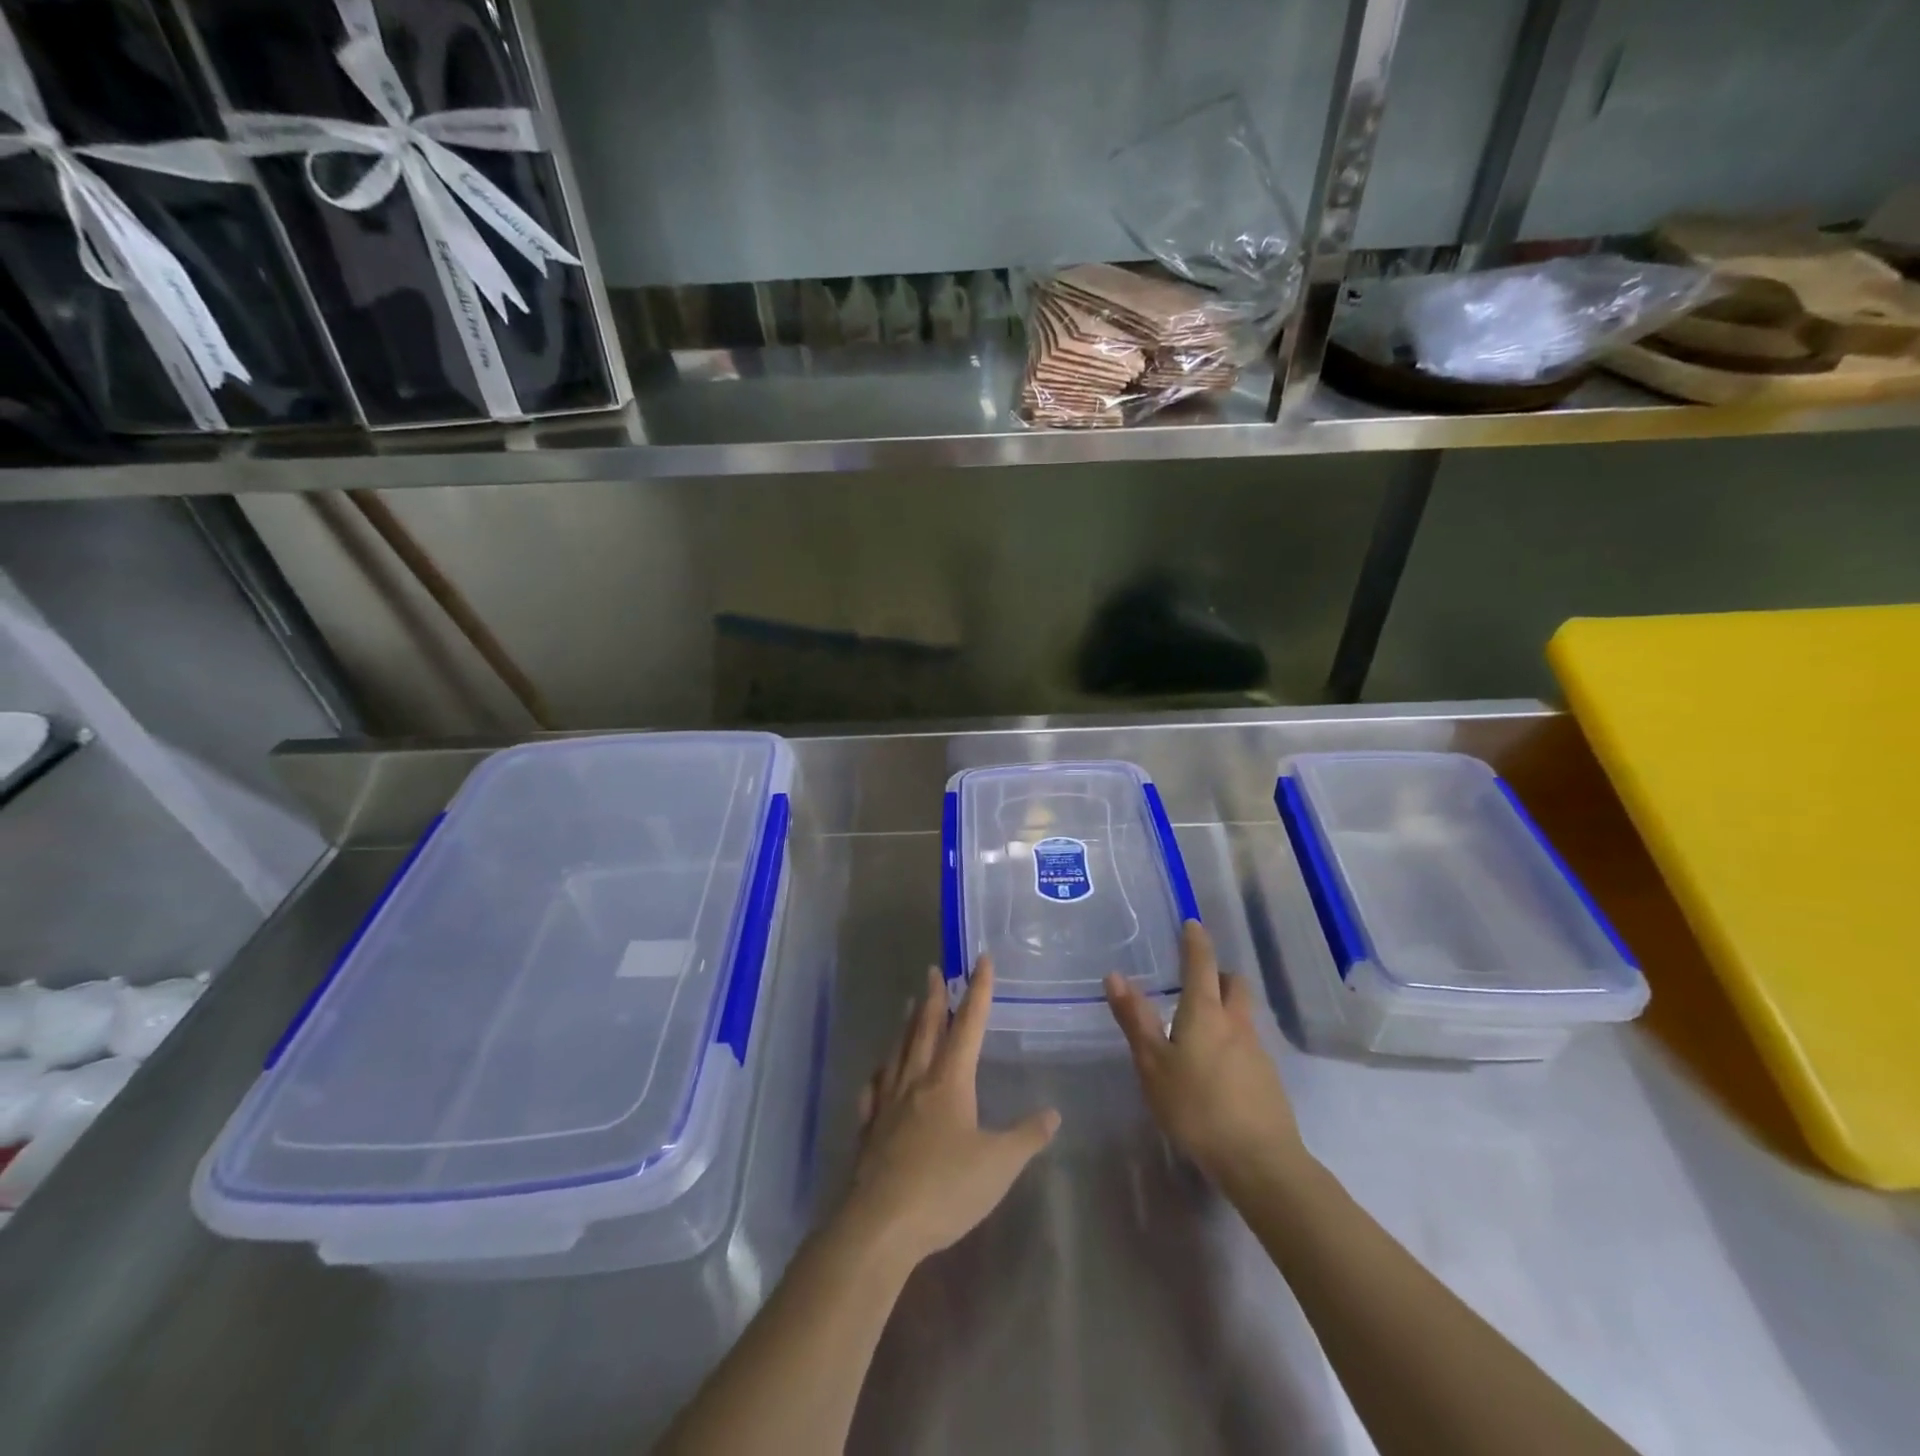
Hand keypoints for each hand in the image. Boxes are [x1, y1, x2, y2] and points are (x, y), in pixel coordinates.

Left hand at [845, 959, 1060, 1267]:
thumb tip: (1053, 1113)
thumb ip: (1026, 1137)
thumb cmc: (945, 1188)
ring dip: (906, 1024)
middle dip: (934, 997)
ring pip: (898, 1051)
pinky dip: (879, 1073)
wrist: (880, 1224)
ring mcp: (888, 1103)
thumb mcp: (999, 1165)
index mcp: (950, 1081)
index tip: (981, 959)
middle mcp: (917, 1081)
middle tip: (934, 969)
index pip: (968, 1024)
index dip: (978, 991)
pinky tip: (877, 1073)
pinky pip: (874, 1089)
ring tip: (908, 1004)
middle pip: (926, 1028)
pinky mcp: (869, 1129)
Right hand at [1105, 921, 1306, 1186]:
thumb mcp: (1153, 1065)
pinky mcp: (1268, 1079)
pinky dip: (1232, 1039)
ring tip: (1200, 1025)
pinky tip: (1216, 1066)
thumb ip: (1135, 1019)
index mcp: (1205, 1012)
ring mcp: (1257, 1051)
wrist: (1261, 1162)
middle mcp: (1236, 1023)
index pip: (1202, 963)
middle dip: (1218, 973)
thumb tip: (1115, 975)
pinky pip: (1248, 1043)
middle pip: (1234, 984)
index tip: (1192, 924)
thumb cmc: (1197, 1107)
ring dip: (1225, 1007)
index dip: (1196, 942)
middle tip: (1197, 978)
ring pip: (1243, 1014)